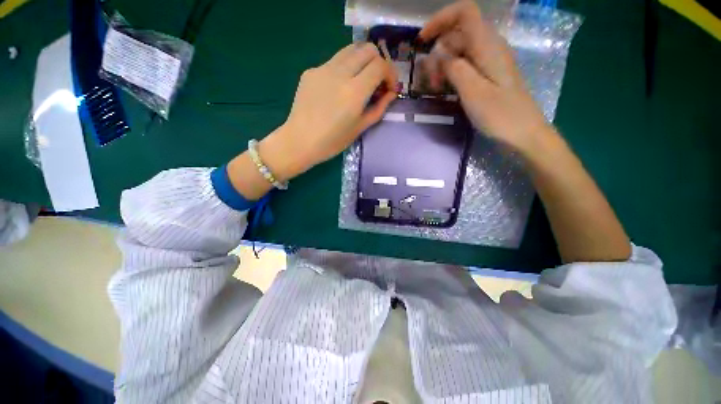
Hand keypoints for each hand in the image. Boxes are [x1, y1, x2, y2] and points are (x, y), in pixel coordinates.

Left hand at [259, 43, 396, 181]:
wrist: (300, 141)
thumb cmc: (332, 141)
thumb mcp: (360, 128)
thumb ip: (379, 108)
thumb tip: (391, 93)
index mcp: (354, 92)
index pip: (380, 65)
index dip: (391, 74)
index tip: (390, 88)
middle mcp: (339, 73)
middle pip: (367, 49)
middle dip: (379, 62)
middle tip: (377, 81)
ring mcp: (323, 68)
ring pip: (350, 49)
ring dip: (362, 61)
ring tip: (361, 80)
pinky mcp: (311, 70)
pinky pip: (334, 61)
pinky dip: (345, 68)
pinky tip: (340, 88)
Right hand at [419, 1, 552, 151]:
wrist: (524, 134)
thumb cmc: (501, 115)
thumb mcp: (474, 92)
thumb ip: (455, 68)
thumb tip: (438, 55)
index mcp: (488, 46)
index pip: (465, 12)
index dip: (441, 19)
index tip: (422, 41)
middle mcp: (490, 48)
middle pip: (457, 35)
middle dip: (438, 53)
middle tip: (431, 82)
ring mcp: (490, 62)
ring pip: (459, 51)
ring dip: (443, 66)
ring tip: (437, 89)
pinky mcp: (488, 76)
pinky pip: (465, 65)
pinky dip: (451, 73)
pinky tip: (446, 89)